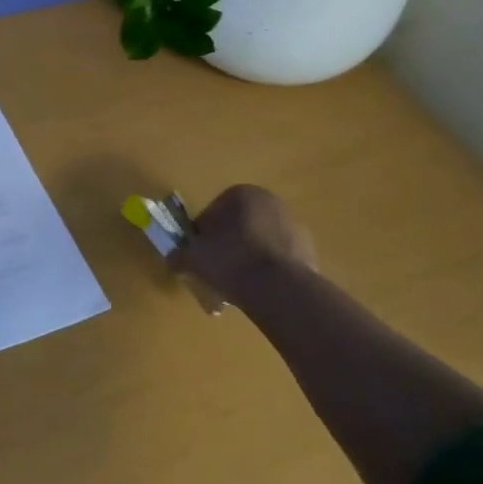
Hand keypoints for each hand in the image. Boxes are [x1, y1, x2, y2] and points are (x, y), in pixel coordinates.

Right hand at [173, 185, 317, 302]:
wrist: (279, 287)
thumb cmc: (230, 260)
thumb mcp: (192, 258)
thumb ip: (179, 255)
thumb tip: (174, 258)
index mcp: (241, 193)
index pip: (212, 212)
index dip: (202, 236)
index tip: (199, 256)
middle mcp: (270, 201)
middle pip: (239, 225)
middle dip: (227, 246)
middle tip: (217, 271)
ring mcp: (293, 224)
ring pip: (259, 242)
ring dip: (247, 258)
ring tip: (238, 285)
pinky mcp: (308, 249)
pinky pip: (278, 258)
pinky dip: (267, 270)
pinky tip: (259, 289)